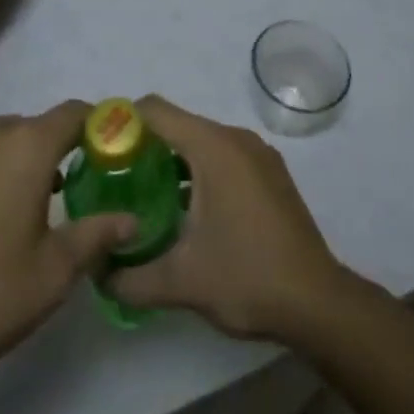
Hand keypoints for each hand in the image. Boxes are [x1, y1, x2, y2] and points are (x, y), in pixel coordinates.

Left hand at [0, 102, 135, 400]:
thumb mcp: (53, 274)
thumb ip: (97, 235)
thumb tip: (132, 219)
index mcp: (26, 146)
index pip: (74, 113)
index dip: (96, 127)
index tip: (108, 153)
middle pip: (33, 128)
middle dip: (52, 154)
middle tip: (62, 200)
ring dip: (12, 163)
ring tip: (14, 213)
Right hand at [105, 96, 351, 340]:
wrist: (317, 302)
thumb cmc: (246, 277)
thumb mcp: (180, 282)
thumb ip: (130, 277)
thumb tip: (96, 274)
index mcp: (213, 146)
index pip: (156, 111)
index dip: (123, 122)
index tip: (98, 149)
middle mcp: (236, 138)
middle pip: (178, 124)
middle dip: (144, 146)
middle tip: (114, 179)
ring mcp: (258, 155)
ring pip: (202, 142)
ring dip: (172, 161)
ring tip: (144, 196)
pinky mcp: (270, 174)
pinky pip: (223, 157)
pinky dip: (199, 171)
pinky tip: (187, 210)